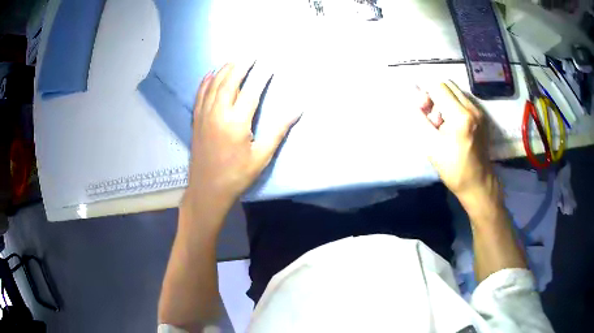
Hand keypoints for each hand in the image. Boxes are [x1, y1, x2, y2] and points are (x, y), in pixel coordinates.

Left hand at [184, 63, 297, 209]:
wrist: (207, 190)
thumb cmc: (237, 175)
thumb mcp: (261, 156)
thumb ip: (278, 130)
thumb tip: (297, 109)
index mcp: (237, 122)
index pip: (252, 91)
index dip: (262, 75)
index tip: (270, 63)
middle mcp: (218, 113)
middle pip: (230, 81)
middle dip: (241, 65)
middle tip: (251, 54)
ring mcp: (204, 115)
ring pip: (214, 85)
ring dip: (224, 70)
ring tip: (234, 60)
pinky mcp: (196, 121)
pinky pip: (199, 95)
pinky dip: (205, 82)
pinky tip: (210, 74)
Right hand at [412, 81, 493, 197]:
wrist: (478, 182)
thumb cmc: (453, 169)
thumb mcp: (431, 146)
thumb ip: (421, 119)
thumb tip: (415, 100)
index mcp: (460, 117)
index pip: (438, 87)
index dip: (426, 94)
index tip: (424, 110)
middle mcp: (472, 108)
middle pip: (447, 85)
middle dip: (435, 95)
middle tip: (432, 115)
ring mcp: (479, 111)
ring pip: (455, 91)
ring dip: (445, 100)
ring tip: (443, 122)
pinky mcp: (482, 116)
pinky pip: (463, 100)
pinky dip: (454, 106)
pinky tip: (452, 124)